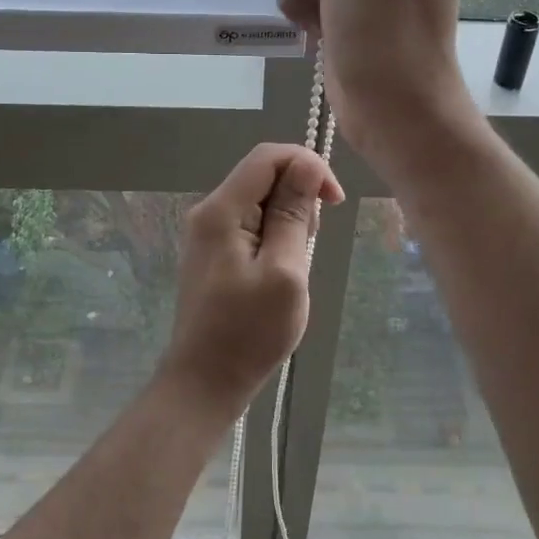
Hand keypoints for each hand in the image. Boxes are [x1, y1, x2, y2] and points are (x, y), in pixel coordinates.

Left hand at [160, 143, 343, 415]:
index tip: (334, 201)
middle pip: (262, 175)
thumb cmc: (249, 332)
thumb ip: (294, 214)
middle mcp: (208, 211)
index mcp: (221, 210)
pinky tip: (280, 271)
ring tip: (295, 266)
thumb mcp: (284, 271)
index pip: (267, 156)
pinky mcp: (213, 252)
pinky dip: (274, 236)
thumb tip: (307, 165)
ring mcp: (208, 232)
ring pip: (259, 200)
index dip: (307, 164)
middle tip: (310, 246)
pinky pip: (250, 224)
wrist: (204, 382)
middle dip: (298, 196)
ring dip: (289, 220)